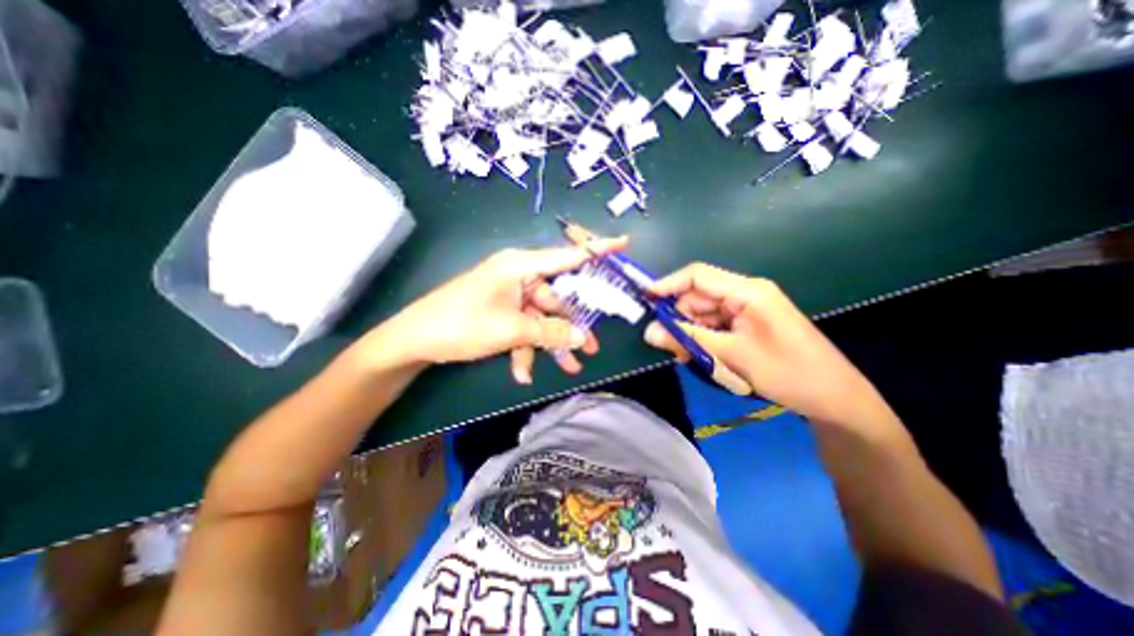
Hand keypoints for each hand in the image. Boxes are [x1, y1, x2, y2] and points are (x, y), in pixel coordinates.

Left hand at [377, 238, 628, 382]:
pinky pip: (523, 327)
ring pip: (541, 318)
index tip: (625, 243)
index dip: (597, 250)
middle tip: (591, 346)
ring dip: (550, 343)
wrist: (415, 340)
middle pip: (557, 297)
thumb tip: (583, 337)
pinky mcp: (501, 310)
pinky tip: (522, 372)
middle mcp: (519, 275)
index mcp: (521, 266)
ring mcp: (510, 294)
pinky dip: (526, 348)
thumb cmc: (462, 324)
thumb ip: (550, 333)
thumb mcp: (511, 330)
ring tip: (569, 367)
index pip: (567, 256)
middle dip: (571, 325)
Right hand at [641, 264, 900, 426]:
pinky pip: (715, 327)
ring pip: (704, 315)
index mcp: (746, 291)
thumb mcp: (730, 355)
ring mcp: (747, 310)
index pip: (697, 275)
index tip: (644, 299)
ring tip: (689, 358)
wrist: (833, 397)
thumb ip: (687, 339)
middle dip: (680, 320)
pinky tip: (703, 358)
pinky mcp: (748, 325)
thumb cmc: (786, 371)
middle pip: (698, 298)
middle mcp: (745, 294)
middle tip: (670, 347)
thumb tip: (649, 332)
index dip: (668, 284)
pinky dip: (704, 340)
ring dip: (691, 334)